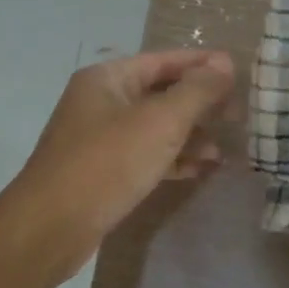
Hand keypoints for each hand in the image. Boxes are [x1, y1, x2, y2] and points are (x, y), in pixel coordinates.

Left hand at [15, 48, 235, 253]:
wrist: (50, 227)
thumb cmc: (107, 163)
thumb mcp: (160, 122)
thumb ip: (196, 91)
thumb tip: (224, 62)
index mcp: (107, 79)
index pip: (163, 60)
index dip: (201, 64)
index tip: (238, 72)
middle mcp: (100, 102)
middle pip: (158, 93)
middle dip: (197, 104)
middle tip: (237, 114)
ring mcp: (98, 138)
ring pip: (153, 127)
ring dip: (188, 135)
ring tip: (223, 150)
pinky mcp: (101, 172)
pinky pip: (143, 155)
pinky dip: (170, 159)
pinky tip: (199, 170)